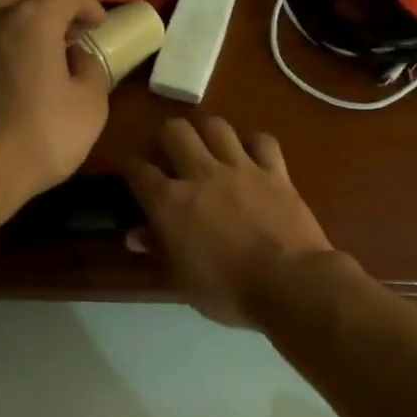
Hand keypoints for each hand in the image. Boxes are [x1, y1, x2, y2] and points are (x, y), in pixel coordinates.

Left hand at [0, 0, 110, 206]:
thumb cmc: (38, 139)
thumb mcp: (89, 108)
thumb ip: (90, 70)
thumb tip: (76, 57)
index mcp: (31, 21)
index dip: (89, 3)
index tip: (98, 26)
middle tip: (64, 30)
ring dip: (16, 21)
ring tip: (33, 53)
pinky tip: (4, 79)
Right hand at [121, 116, 335, 326]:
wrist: (289, 284)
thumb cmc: (227, 291)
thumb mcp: (181, 279)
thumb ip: (157, 249)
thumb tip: (135, 234)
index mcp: (170, 202)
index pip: (137, 170)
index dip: (127, 166)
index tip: (127, 170)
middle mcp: (201, 173)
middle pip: (174, 131)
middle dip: (163, 137)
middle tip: (167, 155)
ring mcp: (241, 168)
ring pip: (215, 125)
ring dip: (203, 130)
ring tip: (203, 145)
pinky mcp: (276, 172)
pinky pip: (261, 140)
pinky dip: (250, 142)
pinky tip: (247, 153)